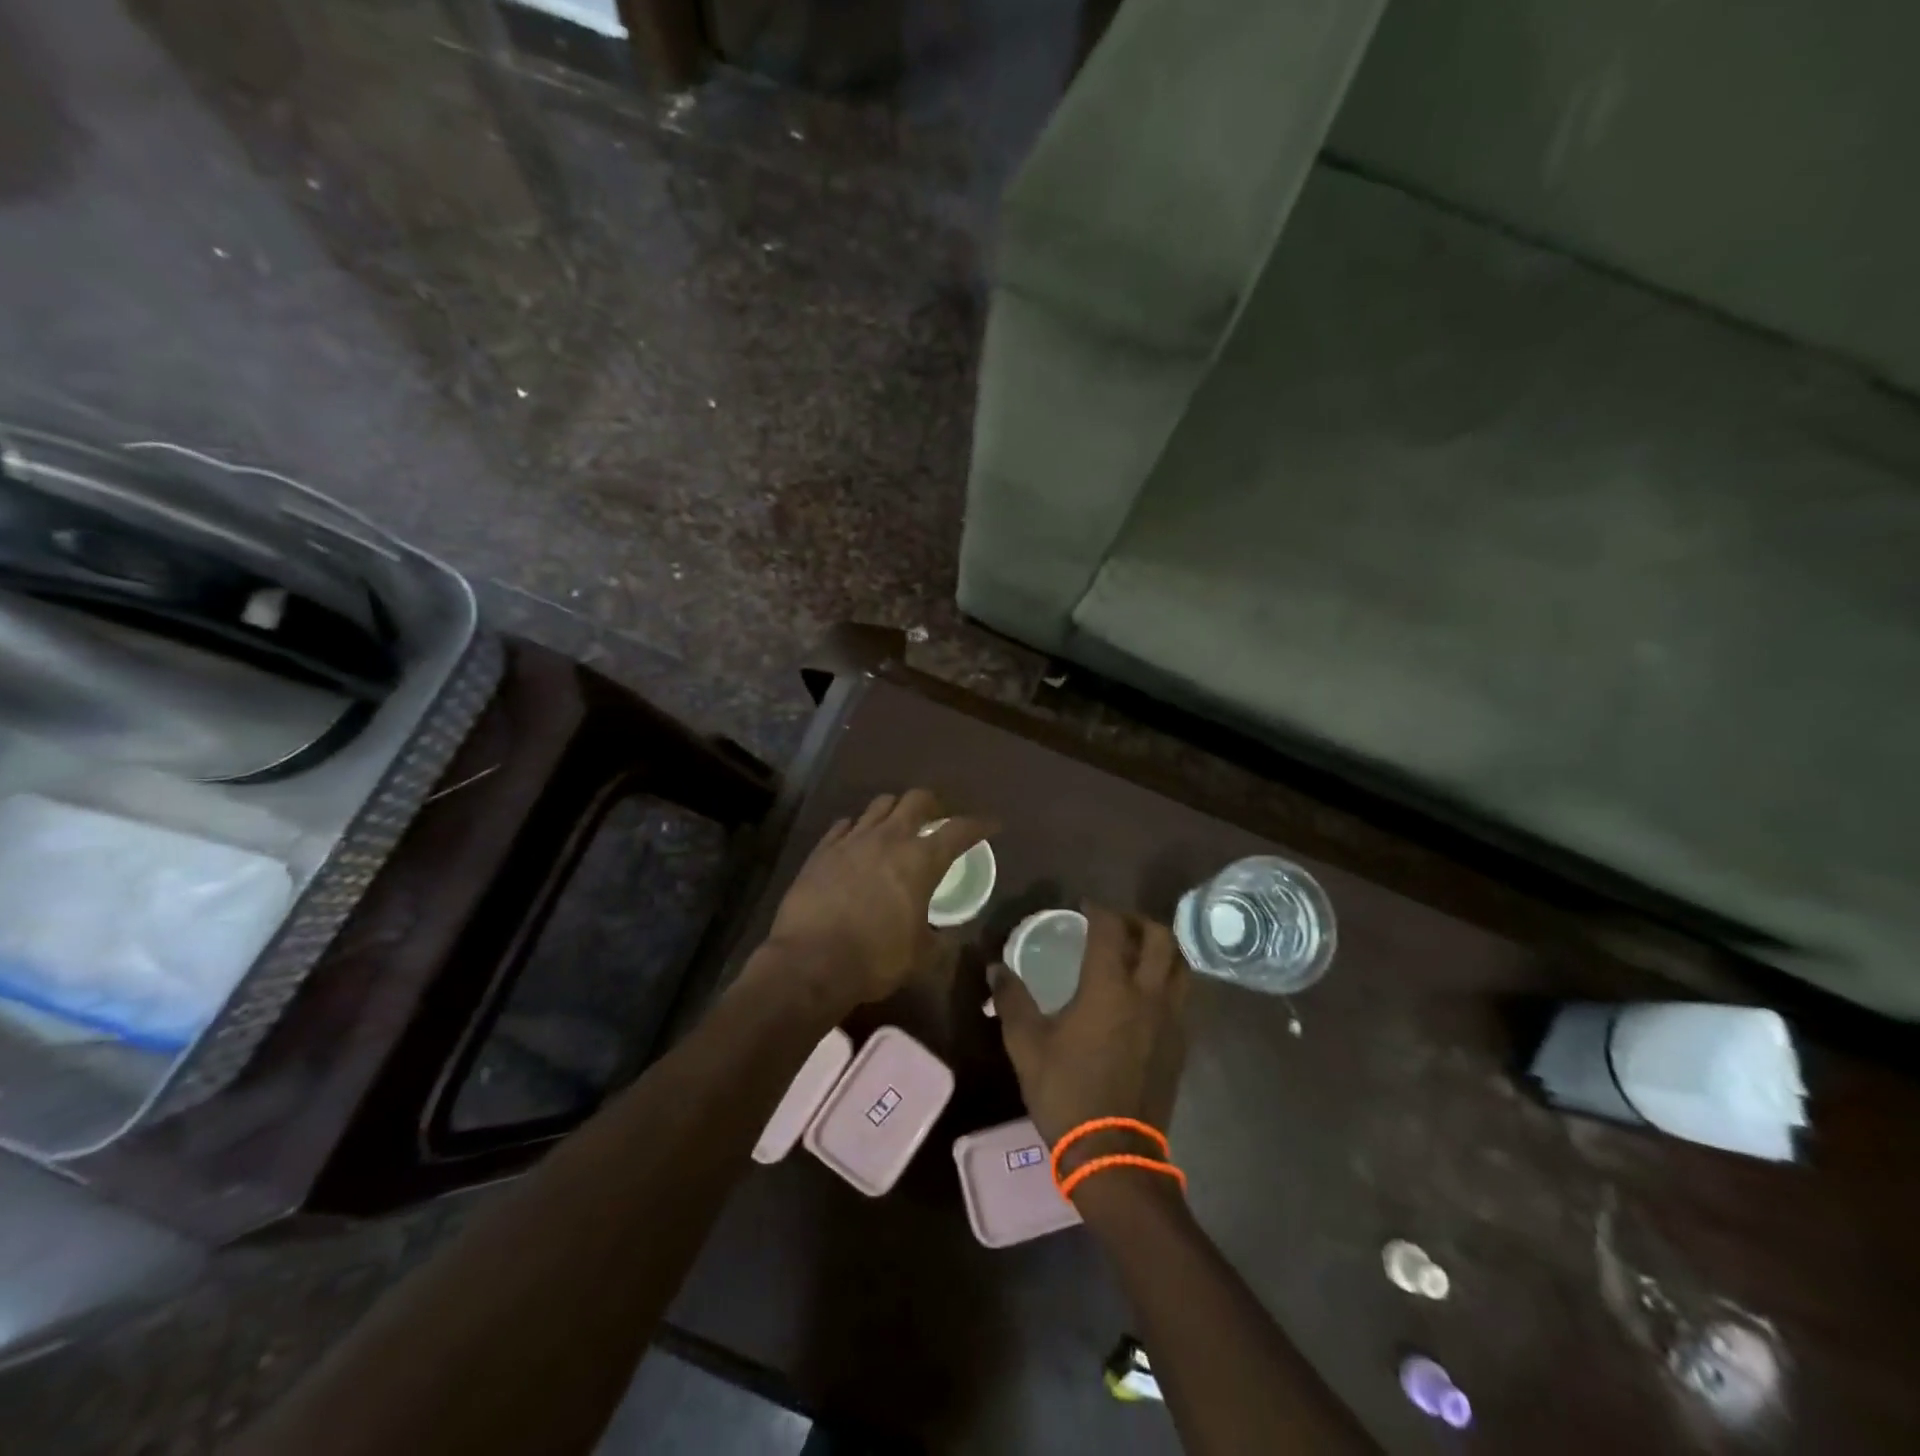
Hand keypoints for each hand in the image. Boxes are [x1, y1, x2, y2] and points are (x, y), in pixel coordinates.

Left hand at [765, 789, 994, 1008]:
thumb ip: (939, 938)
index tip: (993, 825)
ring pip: (880, 805)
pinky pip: (844, 825)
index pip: (960, 830)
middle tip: (939, 819)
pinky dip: (857, 828)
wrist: (810, 961)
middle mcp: (889, 838)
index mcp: (921, 860)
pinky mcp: (822, 849)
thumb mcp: (921, 955)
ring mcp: (852, 839)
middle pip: (917, 800)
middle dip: (934, 805)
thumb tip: (948, 934)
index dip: (980, 824)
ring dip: (895, 810)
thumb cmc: (876, 959)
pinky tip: (857, 840)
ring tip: (898, 826)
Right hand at [990, 904, 1189, 1151]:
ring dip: (1162, 949)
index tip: (1085, 905)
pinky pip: (1184, 995)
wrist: (1115, 1153)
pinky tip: (1148, 994)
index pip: (1111, 929)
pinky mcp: (1181, 1043)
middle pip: (1160, 938)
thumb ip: (1012, 1000)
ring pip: (1181, 965)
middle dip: (1138, 921)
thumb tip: (995, 969)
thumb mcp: (1027, 1045)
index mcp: (1109, 987)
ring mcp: (1171, 1019)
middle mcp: (1147, 994)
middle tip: (1117, 924)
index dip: (1099, 909)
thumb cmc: (1067, 1092)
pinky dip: (1169, 980)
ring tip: (1138, 952)